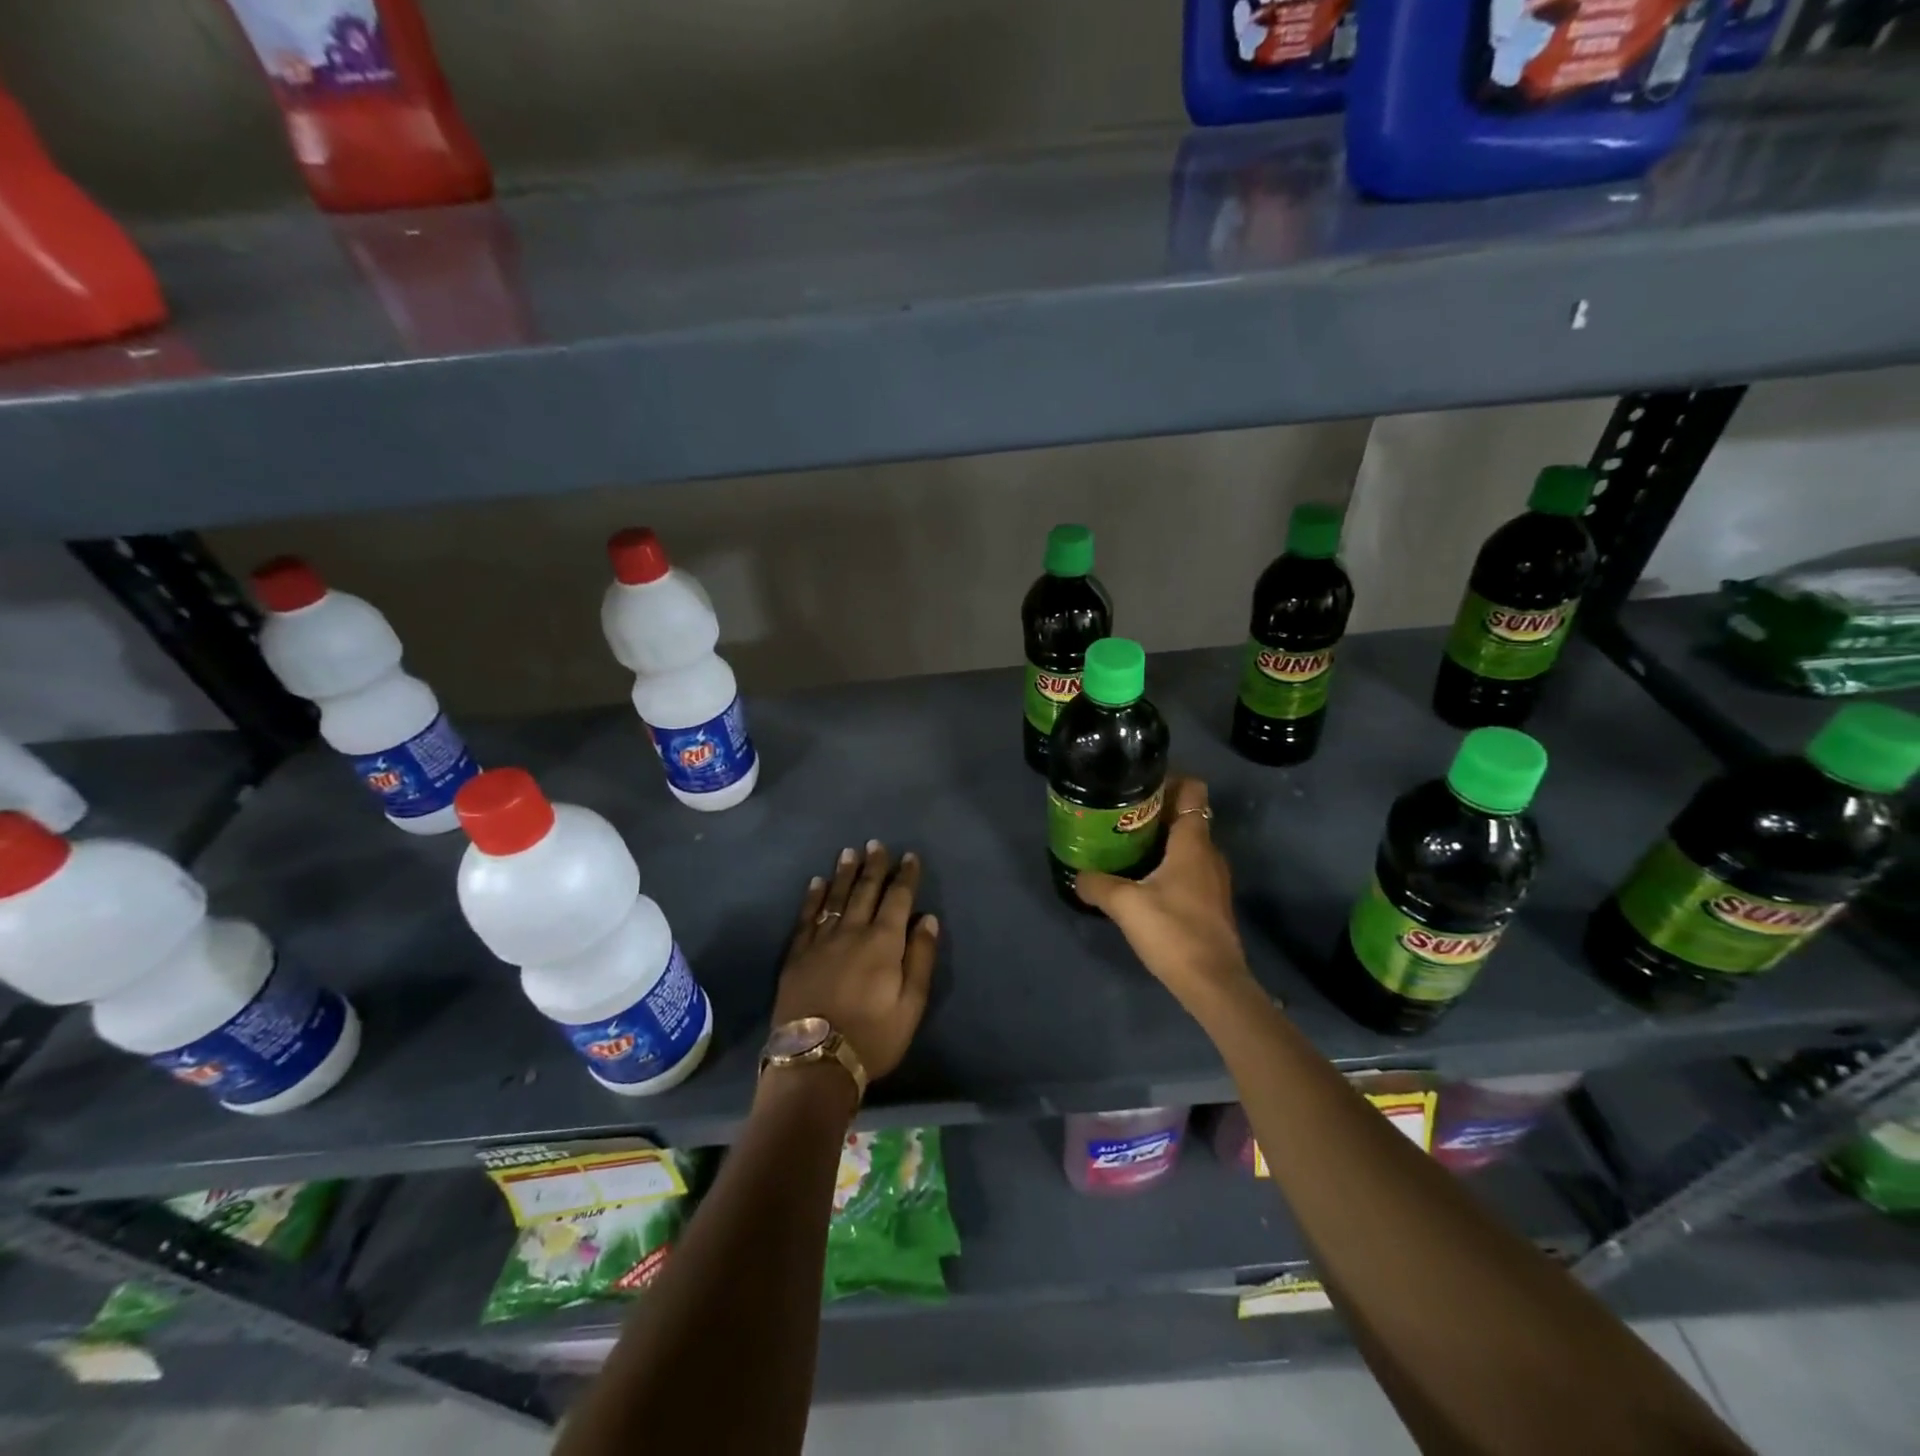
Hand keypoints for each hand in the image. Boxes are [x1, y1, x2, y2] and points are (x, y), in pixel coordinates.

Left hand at [772, 841, 938, 1082]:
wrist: (815, 1061)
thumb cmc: (873, 1037)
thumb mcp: (911, 1005)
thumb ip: (921, 959)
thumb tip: (928, 919)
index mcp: (884, 942)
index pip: (898, 899)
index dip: (905, 876)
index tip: (910, 856)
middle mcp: (852, 932)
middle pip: (865, 890)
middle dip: (874, 866)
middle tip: (876, 844)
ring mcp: (821, 941)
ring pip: (835, 898)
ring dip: (844, 873)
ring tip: (849, 852)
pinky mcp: (797, 955)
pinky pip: (807, 917)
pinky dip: (813, 897)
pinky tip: (816, 883)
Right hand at [1075, 775, 1253, 1007]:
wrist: (1212, 983)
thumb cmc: (1172, 930)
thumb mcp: (1124, 903)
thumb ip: (1096, 884)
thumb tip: (1077, 875)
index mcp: (1193, 842)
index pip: (1193, 789)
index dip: (1169, 780)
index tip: (1137, 785)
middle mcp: (1209, 853)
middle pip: (1186, 815)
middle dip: (1155, 811)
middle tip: (1119, 816)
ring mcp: (1214, 879)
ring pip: (1187, 844)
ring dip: (1160, 840)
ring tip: (1125, 846)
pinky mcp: (1211, 902)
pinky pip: (1189, 868)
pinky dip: (1167, 864)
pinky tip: (1141, 881)